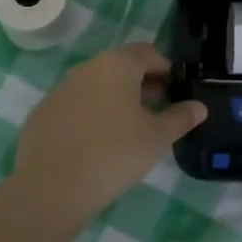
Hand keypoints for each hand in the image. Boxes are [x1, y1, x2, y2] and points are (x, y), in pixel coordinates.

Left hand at [11, 43, 207, 216]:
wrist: (50, 188)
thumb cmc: (114, 154)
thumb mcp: (156, 138)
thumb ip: (180, 118)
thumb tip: (199, 107)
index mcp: (117, 65)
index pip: (148, 53)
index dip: (166, 69)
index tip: (176, 91)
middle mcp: (87, 68)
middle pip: (121, 67)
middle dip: (142, 84)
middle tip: (158, 111)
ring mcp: (60, 90)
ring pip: (96, 86)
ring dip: (115, 100)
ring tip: (129, 130)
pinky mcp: (42, 114)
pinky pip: (75, 107)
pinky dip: (91, 116)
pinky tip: (97, 144)